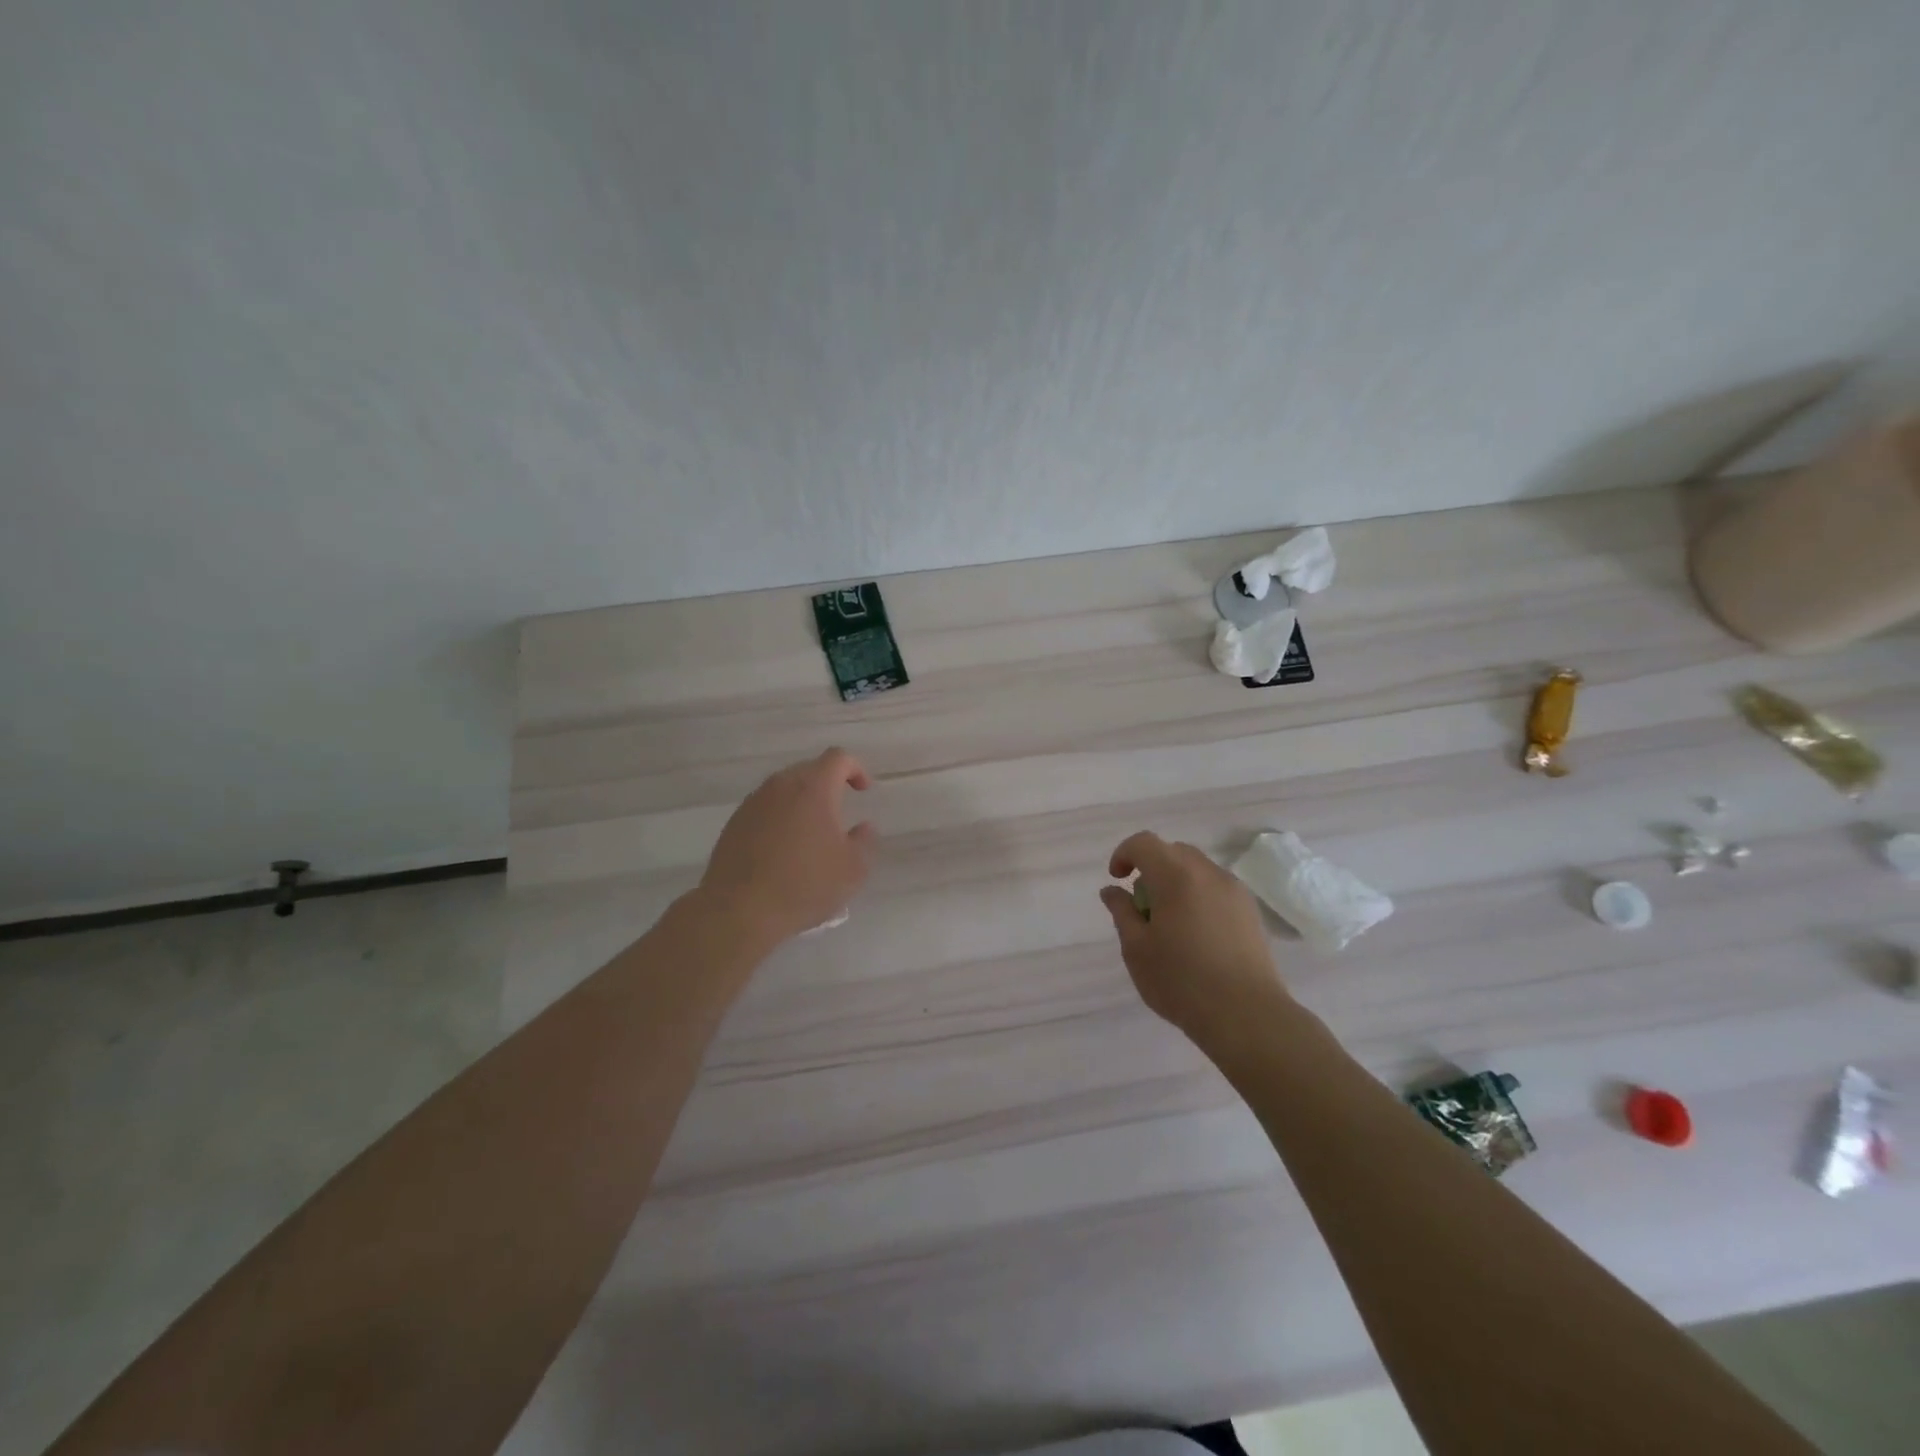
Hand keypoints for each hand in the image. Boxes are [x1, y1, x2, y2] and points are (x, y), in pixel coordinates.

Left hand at [698, 748, 876, 946]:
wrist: (740, 910)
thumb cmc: (804, 885)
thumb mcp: (852, 869)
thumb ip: (864, 841)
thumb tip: (863, 827)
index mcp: (813, 788)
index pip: (838, 758)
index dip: (855, 769)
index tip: (863, 791)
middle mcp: (780, 786)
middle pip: (808, 770)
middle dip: (828, 785)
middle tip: (839, 813)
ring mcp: (753, 803)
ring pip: (784, 789)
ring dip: (801, 802)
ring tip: (810, 833)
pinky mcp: (734, 823)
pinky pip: (764, 809)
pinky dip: (779, 818)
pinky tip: (783, 849)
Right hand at [1099, 831, 1289, 1048]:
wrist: (1246, 1015)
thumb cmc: (1181, 980)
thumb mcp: (1136, 948)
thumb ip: (1122, 912)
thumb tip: (1112, 890)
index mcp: (1175, 875)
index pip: (1144, 843)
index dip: (1124, 854)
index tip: (1117, 879)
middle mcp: (1208, 873)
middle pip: (1173, 851)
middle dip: (1152, 868)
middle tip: (1142, 905)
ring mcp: (1235, 891)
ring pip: (1197, 869)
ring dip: (1177, 882)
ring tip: (1170, 923)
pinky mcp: (1251, 911)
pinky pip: (1217, 889)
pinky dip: (1199, 897)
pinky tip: (1197, 935)